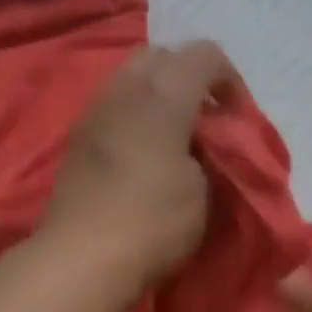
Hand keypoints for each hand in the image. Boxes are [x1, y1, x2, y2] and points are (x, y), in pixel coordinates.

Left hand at [42, 42, 238, 287]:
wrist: (83, 257)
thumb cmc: (154, 222)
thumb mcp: (203, 189)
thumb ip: (208, 151)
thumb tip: (198, 142)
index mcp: (163, 94)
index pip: (204, 54)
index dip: (229, 79)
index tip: (236, 118)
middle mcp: (124, 90)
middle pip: (159, 55)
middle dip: (187, 76)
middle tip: (203, 118)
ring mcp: (93, 112)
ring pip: (129, 78)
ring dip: (156, 95)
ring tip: (171, 136)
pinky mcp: (76, 139)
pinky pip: (111, 107)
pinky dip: (132, 116)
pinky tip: (141, 153)